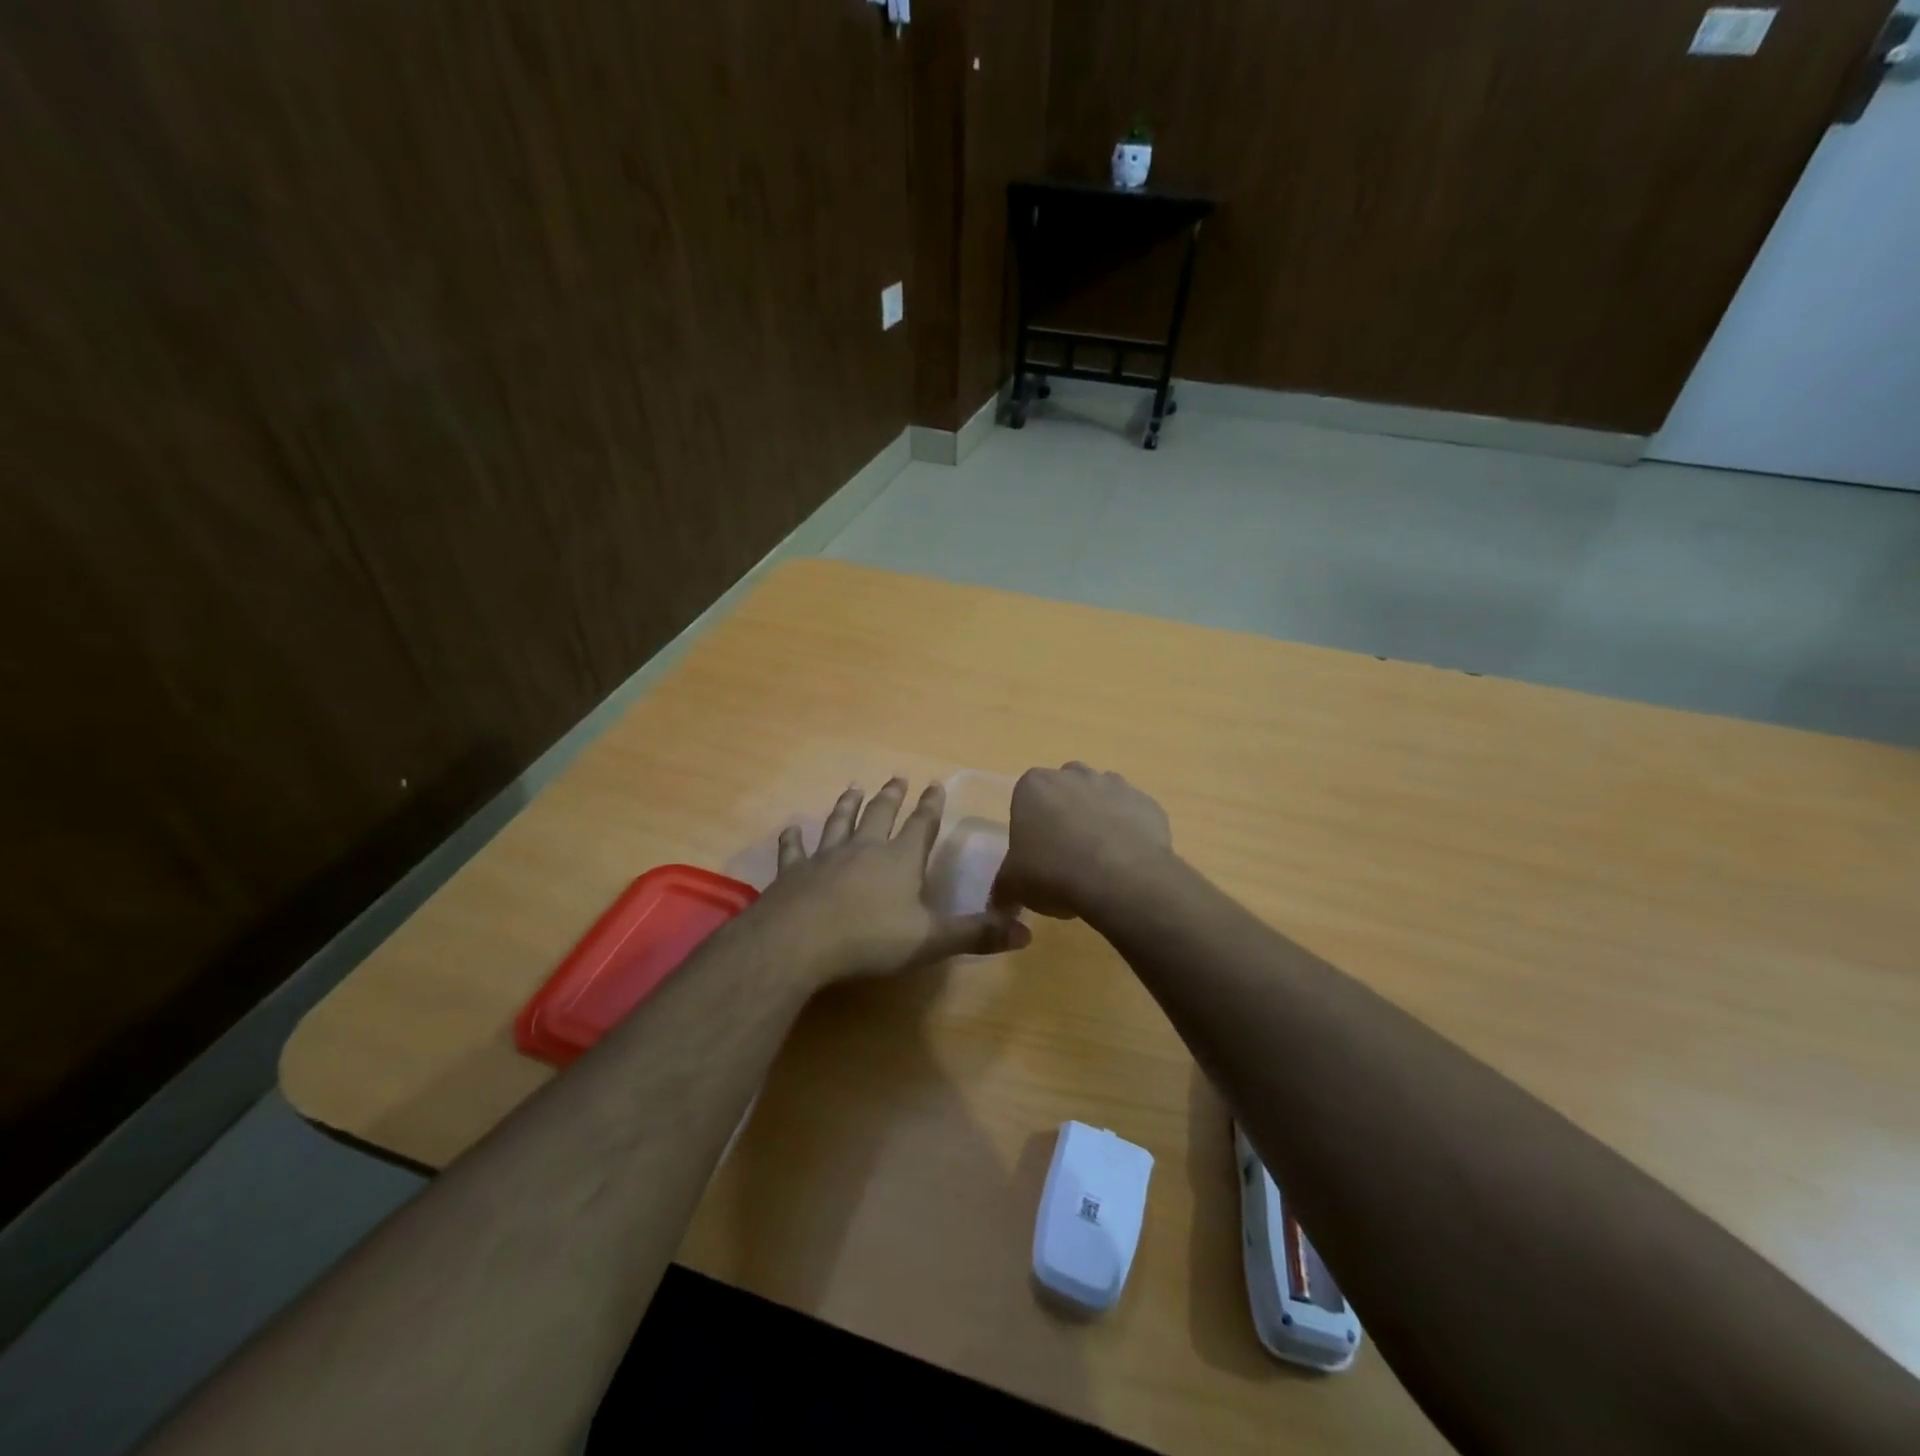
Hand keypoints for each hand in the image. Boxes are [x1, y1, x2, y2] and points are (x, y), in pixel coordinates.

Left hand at [757, 778, 1030, 985]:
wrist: (799, 942)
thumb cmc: (870, 940)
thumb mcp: (931, 941)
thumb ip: (976, 934)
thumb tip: (1027, 932)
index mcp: (900, 860)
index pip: (922, 826)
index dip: (931, 806)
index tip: (935, 784)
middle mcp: (864, 849)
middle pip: (880, 814)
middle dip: (892, 796)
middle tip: (897, 777)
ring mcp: (825, 857)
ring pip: (839, 822)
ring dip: (847, 805)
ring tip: (853, 787)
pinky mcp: (792, 873)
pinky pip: (794, 850)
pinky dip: (794, 839)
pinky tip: (792, 829)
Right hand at [991, 762, 1172, 919]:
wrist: (1119, 879)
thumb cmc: (1053, 873)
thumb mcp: (1013, 886)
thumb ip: (1003, 889)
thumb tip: (999, 903)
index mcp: (1034, 785)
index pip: (1026, 799)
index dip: (1031, 826)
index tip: (1037, 854)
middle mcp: (1074, 775)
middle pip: (1065, 791)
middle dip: (1065, 815)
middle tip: (1066, 855)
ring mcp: (1114, 784)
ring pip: (1101, 798)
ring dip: (1099, 819)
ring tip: (1099, 860)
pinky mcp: (1147, 802)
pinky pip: (1133, 815)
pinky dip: (1130, 832)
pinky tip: (1127, 863)